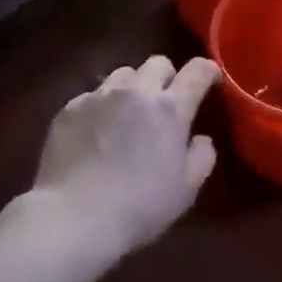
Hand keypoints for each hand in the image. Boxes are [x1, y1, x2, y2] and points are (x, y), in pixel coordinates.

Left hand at [29, 56, 220, 258]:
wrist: (74, 218)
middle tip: (165, 102)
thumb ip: (202, 157)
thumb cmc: (139, 207)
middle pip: (158, 63)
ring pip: (123, 74)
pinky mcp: (70, 108)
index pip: (198, 71)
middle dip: (167, 77)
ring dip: (133, 87)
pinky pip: (93, 94)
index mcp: (170, 109)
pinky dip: (102, 106)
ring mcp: (100, 96)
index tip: (211, 80)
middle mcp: (137, 91)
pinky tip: (96, 132)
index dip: (208, 70)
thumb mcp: (186, 190)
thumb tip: (200, 139)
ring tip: (127, 113)